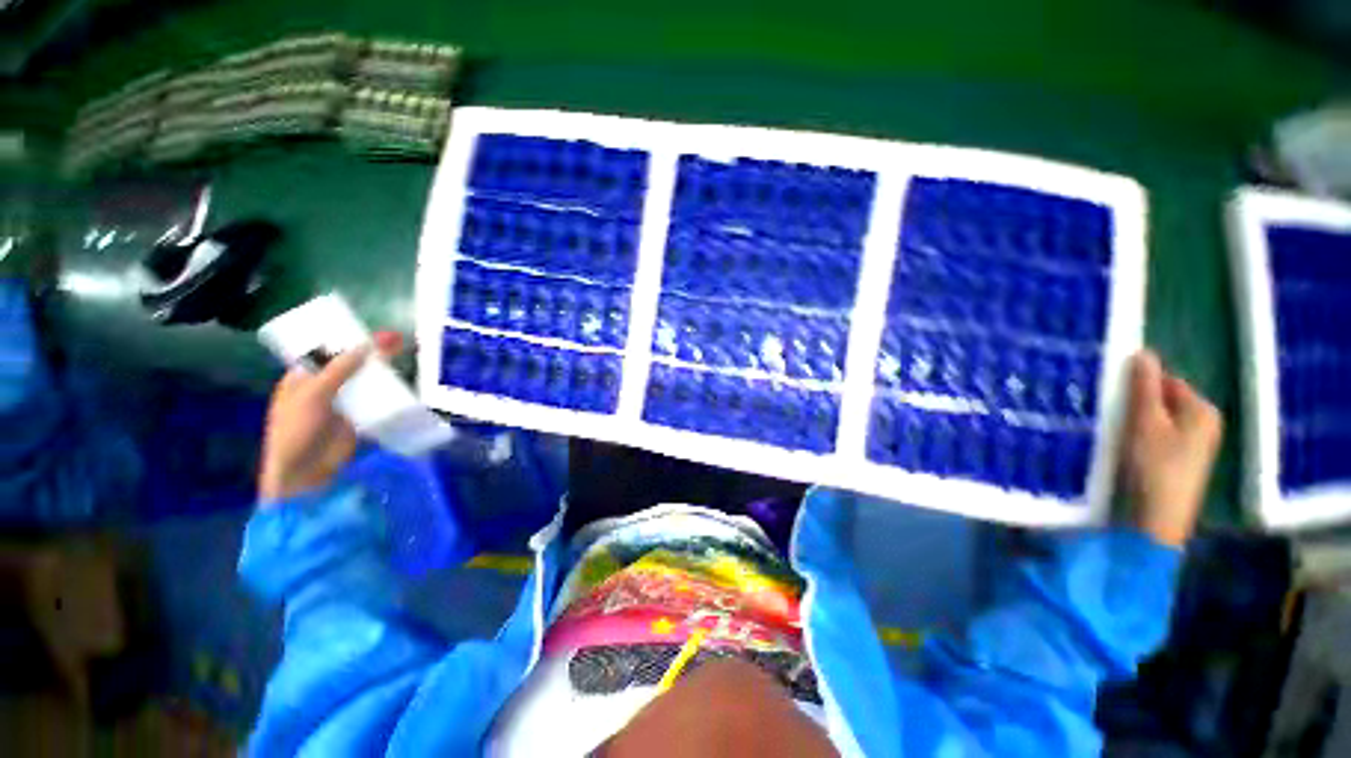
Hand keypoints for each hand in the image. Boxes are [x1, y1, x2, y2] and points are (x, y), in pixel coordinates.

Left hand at [258, 332, 403, 502]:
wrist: (305, 473)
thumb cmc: (295, 431)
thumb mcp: (312, 396)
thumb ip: (338, 370)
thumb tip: (365, 345)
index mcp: (303, 378)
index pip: (325, 352)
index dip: (345, 340)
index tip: (368, 329)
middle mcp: (323, 387)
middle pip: (350, 363)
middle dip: (371, 351)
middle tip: (395, 338)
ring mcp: (342, 402)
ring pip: (365, 380)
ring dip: (383, 368)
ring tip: (403, 353)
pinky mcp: (359, 417)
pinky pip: (375, 399)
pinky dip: (388, 390)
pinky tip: (403, 380)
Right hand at [1120, 350, 1221, 547]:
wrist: (1158, 519)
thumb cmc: (1154, 465)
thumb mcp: (1145, 421)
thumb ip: (1145, 387)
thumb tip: (1143, 352)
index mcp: (1202, 409)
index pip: (1168, 381)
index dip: (1140, 385)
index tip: (1114, 395)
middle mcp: (1205, 424)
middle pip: (1166, 401)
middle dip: (1139, 404)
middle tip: (1113, 414)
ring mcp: (1196, 446)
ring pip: (1161, 421)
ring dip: (1138, 422)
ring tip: (1116, 432)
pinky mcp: (1182, 463)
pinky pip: (1160, 438)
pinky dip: (1142, 438)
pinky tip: (1127, 449)